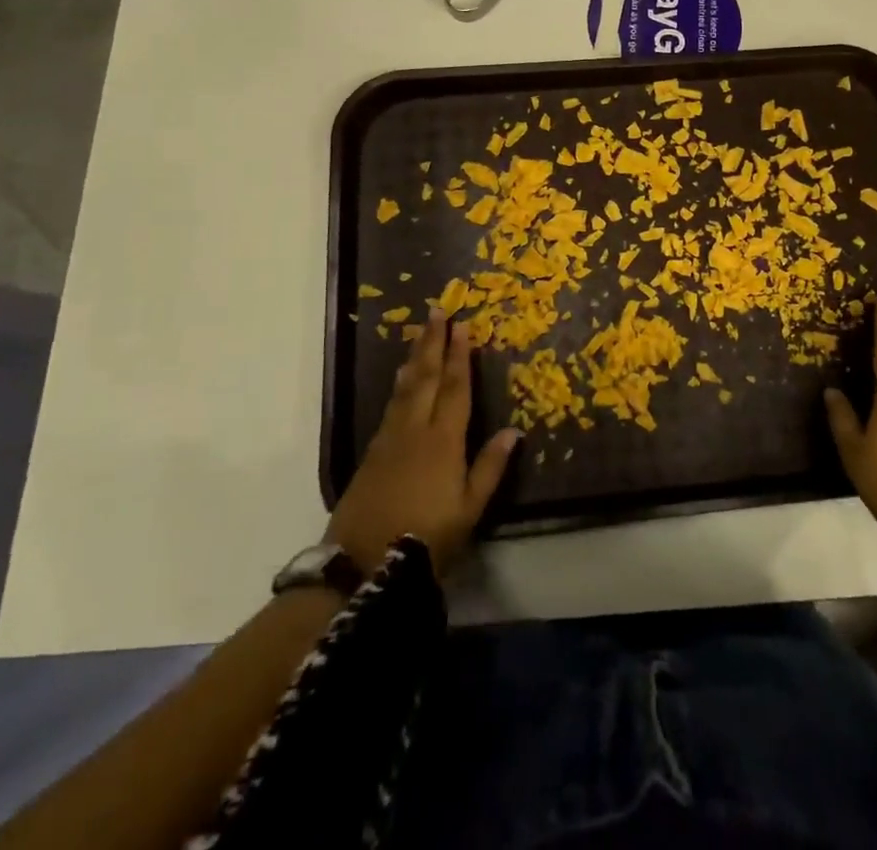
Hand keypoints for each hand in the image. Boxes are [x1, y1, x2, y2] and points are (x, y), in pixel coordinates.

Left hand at [325, 312, 520, 575]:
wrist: (362, 564)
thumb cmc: (427, 537)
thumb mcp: (469, 509)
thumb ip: (490, 467)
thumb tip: (514, 430)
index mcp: (444, 440)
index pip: (455, 388)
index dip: (460, 356)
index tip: (463, 326)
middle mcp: (416, 430)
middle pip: (426, 377)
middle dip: (434, 343)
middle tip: (438, 312)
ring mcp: (390, 439)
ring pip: (406, 387)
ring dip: (415, 357)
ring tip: (420, 333)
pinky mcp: (372, 452)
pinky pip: (391, 405)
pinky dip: (400, 384)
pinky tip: (402, 378)